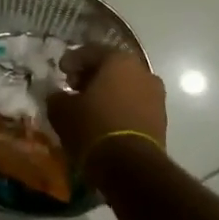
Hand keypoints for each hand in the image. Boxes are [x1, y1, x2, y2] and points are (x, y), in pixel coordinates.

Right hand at [49, 48, 167, 171]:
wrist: (131, 168)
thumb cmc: (94, 127)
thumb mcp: (62, 110)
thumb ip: (57, 96)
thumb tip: (57, 95)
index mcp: (119, 60)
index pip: (91, 51)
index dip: (72, 60)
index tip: (60, 71)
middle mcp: (142, 72)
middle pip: (112, 67)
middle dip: (91, 75)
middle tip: (73, 87)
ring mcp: (156, 96)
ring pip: (126, 86)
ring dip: (108, 92)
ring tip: (89, 107)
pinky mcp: (161, 120)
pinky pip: (135, 105)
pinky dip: (120, 108)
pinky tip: (105, 120)